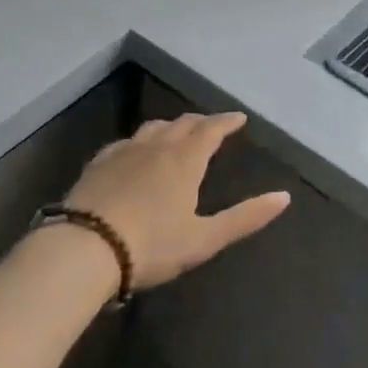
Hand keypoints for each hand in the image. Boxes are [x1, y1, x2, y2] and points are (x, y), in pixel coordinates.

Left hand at [66, 111, 289, 288]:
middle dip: (201, 121)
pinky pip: (125, 142)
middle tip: (212, 126)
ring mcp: (124, 152)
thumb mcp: (204, 238)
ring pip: (153, 128)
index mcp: (186, 160)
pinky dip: (140, 140)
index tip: (239, 118)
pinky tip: (135, 151)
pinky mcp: (98, 164)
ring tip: (177, 133)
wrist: (84, 248)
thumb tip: (284, 197)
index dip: (227, 122)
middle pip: (183, 123)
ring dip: (171, 126)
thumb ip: (245, 218)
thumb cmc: (152, 245)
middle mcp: (157, 146)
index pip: (211, 129)